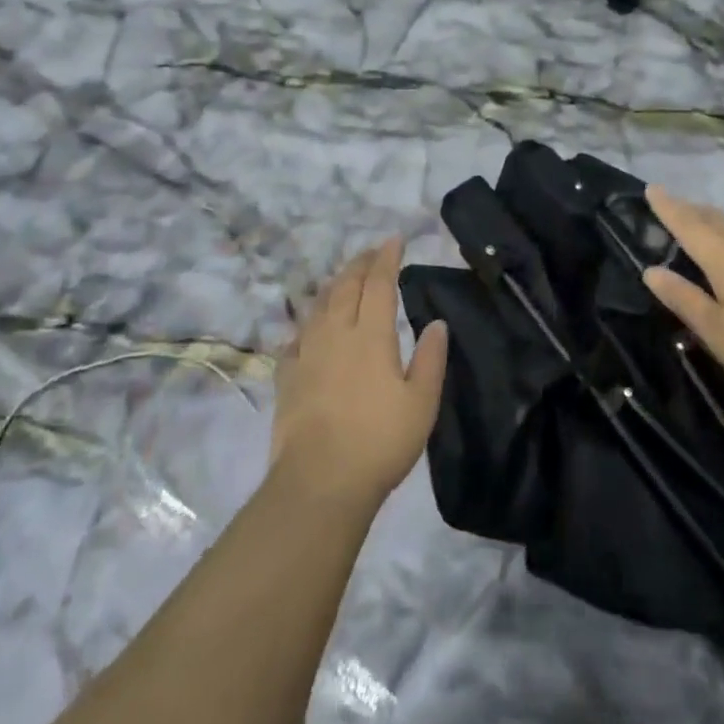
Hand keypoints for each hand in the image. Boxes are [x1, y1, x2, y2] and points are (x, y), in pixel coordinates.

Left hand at [270, 239, 449, 507]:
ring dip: (334, 285)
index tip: (394, 240)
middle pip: (346, 286)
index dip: (387, 258)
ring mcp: (307, 353)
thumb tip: (437, 323)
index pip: (379, 283)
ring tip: (344, 279)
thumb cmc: (379, 441)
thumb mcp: (421, 403)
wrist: (319, 482)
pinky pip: (296, 337)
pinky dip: (308, 323)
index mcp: (371, 335)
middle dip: (360, 264)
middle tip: (372, 252)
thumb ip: (431, 359)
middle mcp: (336, 333)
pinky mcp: (287, 377)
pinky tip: (310, 328)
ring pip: (319, 306)